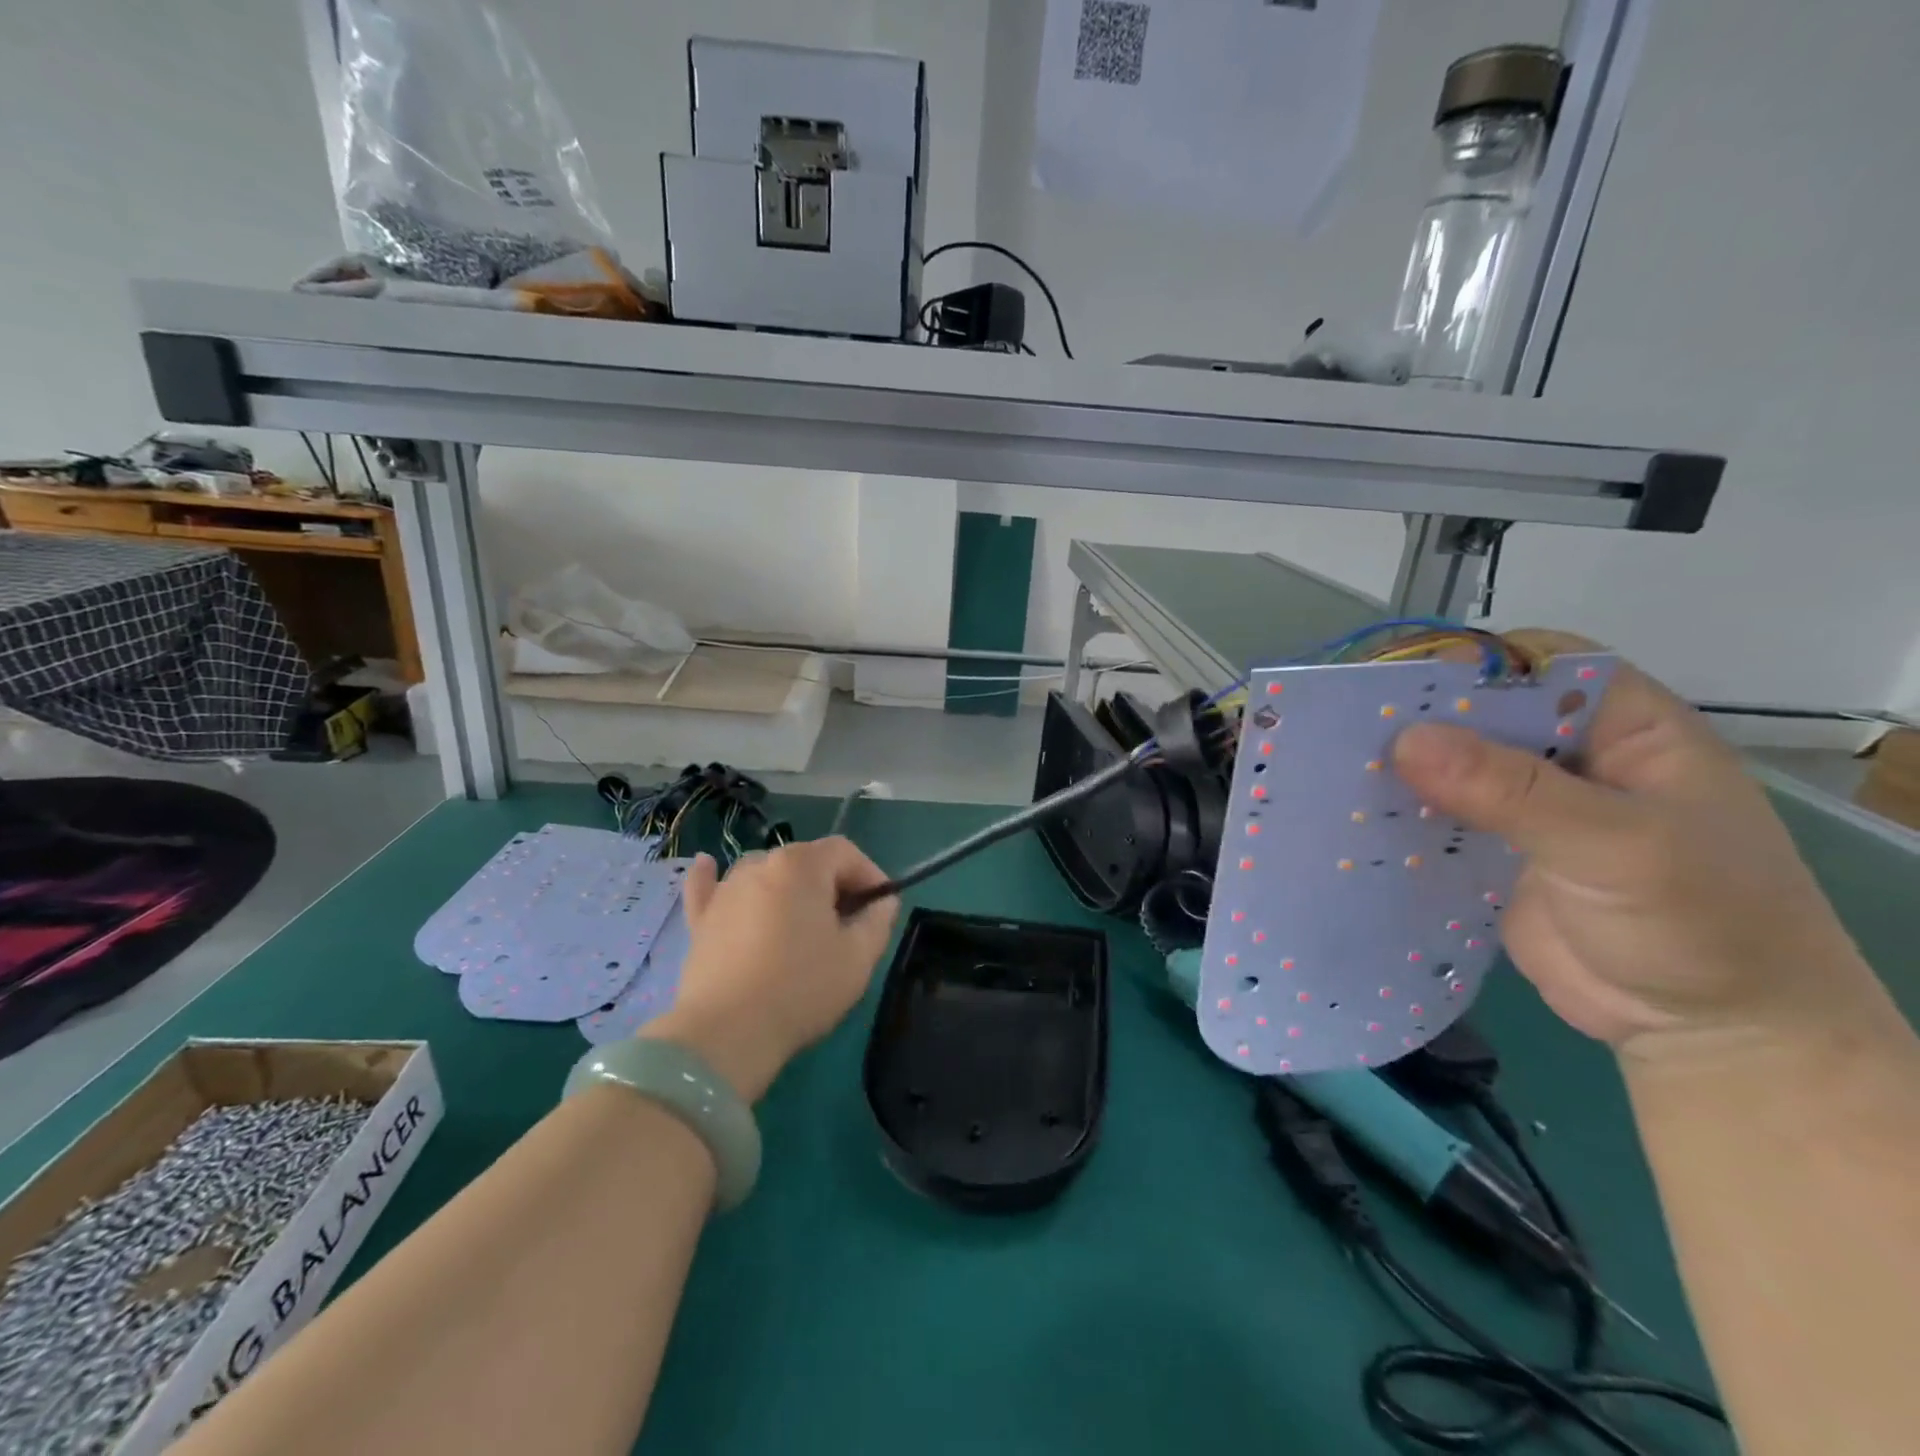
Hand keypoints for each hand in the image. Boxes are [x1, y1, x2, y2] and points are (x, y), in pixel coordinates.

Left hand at [642, 838, 897, 1100]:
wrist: (727, 1033)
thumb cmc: (802, 988)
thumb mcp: (858, 957)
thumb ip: (878, 920)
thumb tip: (882, 902)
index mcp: (802, 865)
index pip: (845, 852)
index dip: (870, 874)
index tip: (881, 908)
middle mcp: (760, 864)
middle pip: (807, 861)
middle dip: (833, 884)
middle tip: (848, 924)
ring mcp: (725, 890)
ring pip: (766, 874)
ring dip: (789, 887)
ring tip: (801, 921)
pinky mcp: (700, 919)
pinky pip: (709, 887)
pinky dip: (713, 877)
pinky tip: (707, 865)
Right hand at [1390, 631, 1878, 1062]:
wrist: (1710, 1033)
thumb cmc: (1702, 924)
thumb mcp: (1617, 846)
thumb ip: (1514, 791)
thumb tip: (1406, 740)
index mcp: (1627, 728)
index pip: (1542, 664)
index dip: (1473, 664)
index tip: (1398, 684)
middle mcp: (1573, 755)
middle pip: (1484, 713)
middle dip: (1420, 718)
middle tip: (1344, 727)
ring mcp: (1530, 805)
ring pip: (1453, 765)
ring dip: (1402, 768)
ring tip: (1332, 766)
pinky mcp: (1495, 850)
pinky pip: (1439, 817)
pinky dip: (1400, 814)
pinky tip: (1353, 815)